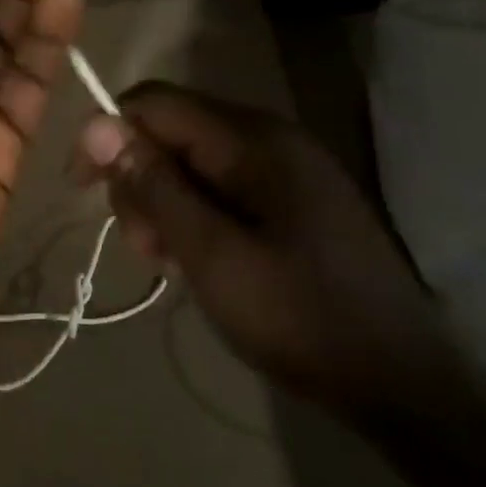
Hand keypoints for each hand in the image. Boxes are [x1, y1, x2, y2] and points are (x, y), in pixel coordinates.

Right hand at [73, 83, 448, 412]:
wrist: (403, 383)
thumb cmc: (299, 317)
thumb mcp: (211, 255)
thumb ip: (154, 186)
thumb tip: (97, 124)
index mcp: (252, 140)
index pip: (154, 103)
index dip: (108, 135)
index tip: (82, 190)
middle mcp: (268, 136)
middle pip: (171, 129)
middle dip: (140, 179)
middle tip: (144, 246)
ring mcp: (285, 166)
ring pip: (192, 158)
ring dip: (164, 201)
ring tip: (169, 260)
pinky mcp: (292, 196)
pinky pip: (221, 183)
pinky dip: (195, 212)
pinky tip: (198, 257)